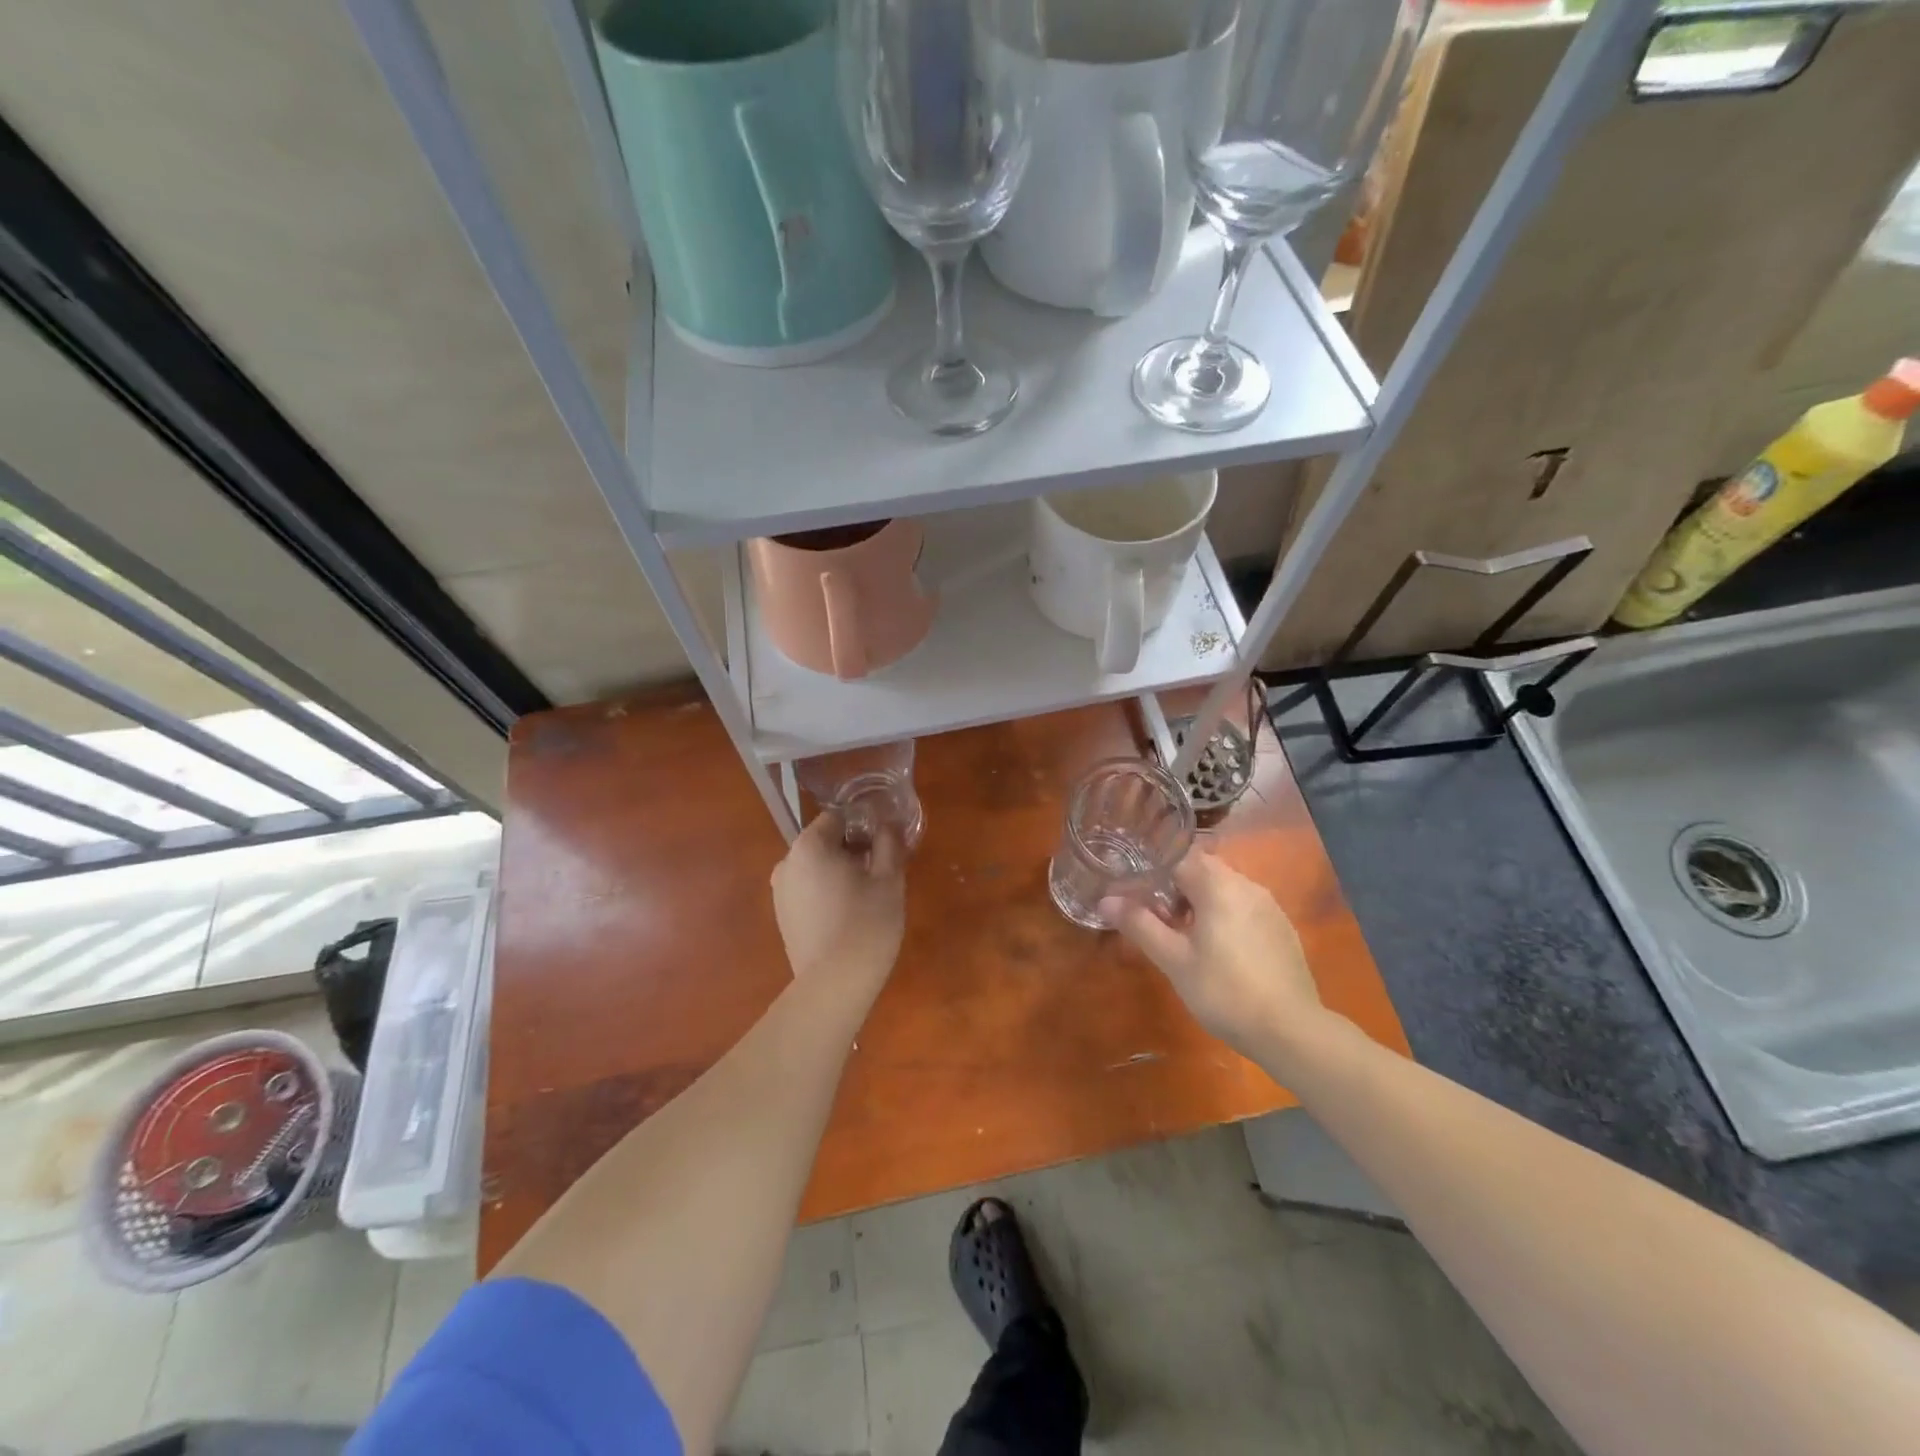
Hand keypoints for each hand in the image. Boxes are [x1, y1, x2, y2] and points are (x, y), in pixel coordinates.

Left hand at [771, 810, 906, 987]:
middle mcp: (786, 863)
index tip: (884, 845)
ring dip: (840, 874)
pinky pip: (808, 893)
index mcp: (808, 846)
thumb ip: (889, 843)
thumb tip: (888, 824)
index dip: (863, 826)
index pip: (836, 818)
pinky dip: (827, 895)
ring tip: (867, 897)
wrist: (835, 984)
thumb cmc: (866, 922)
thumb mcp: (889, 878)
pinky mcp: (782, 919)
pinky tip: (848, 917)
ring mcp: (780, 893)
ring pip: (816, 869)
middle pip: (824, 844)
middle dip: (852, 851)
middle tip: (881, 872)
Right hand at [1103, 852, 1332, 1061]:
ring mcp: (1269, 905)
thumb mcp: (1174, 960)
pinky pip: (1244, 906)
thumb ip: (1140, 924)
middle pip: (1202, 869)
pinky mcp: (1282, 927)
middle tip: (1156, 918)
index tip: (1135, 892)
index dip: (1152, 870)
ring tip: (1184, 937)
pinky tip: (1219, 951)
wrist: (1291, 1031)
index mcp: (1218, 885)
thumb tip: (1106, 900)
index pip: (1177, 857)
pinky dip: (1224, 916)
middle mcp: (1247, 885)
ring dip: (1200, 902)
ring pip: (1224, 888)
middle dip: (1175, 887)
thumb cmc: (1224, 991)